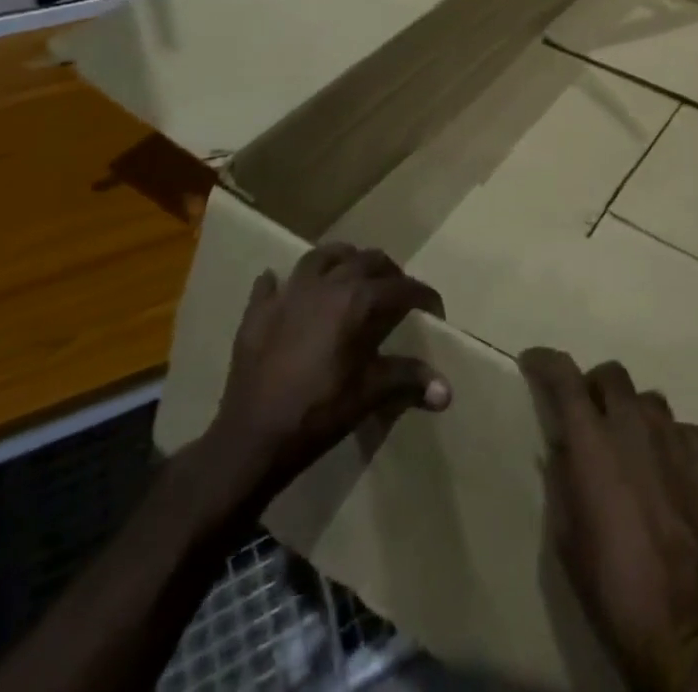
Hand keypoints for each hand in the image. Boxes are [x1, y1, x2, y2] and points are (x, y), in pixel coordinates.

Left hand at [181, 244, 449, 542]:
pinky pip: (271, 284)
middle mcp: (326, 285)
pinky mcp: (258, 312)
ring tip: (351, 277)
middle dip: (388, 272)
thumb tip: (447, 391)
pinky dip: (283, 283)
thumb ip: (409, 381)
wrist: (251, 440)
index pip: (402, 287)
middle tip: (397, 294)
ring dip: (342, 261)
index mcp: (357, 301)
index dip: (424, 296)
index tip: (434, 311)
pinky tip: (289, 292)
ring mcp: (288, 294)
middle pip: (366, 260)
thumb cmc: (318, 413)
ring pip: (321, 256)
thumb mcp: (369, 395)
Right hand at [520, 350, 697, 691]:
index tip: (534, 361)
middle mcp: (635, 424)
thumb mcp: (566, 534)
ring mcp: (677, 437)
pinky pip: (685, 431)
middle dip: (596, 387)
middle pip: (613, 375)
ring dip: (635, 415)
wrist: (683, 624)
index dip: (547, 362)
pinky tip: (670, 473)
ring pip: (651, 401)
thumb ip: (563, 476)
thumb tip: (563, 444)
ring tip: (634, 449)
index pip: (565, 378)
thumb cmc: (610, 583)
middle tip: (591, 416)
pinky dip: (671, 443)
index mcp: (593, 440)